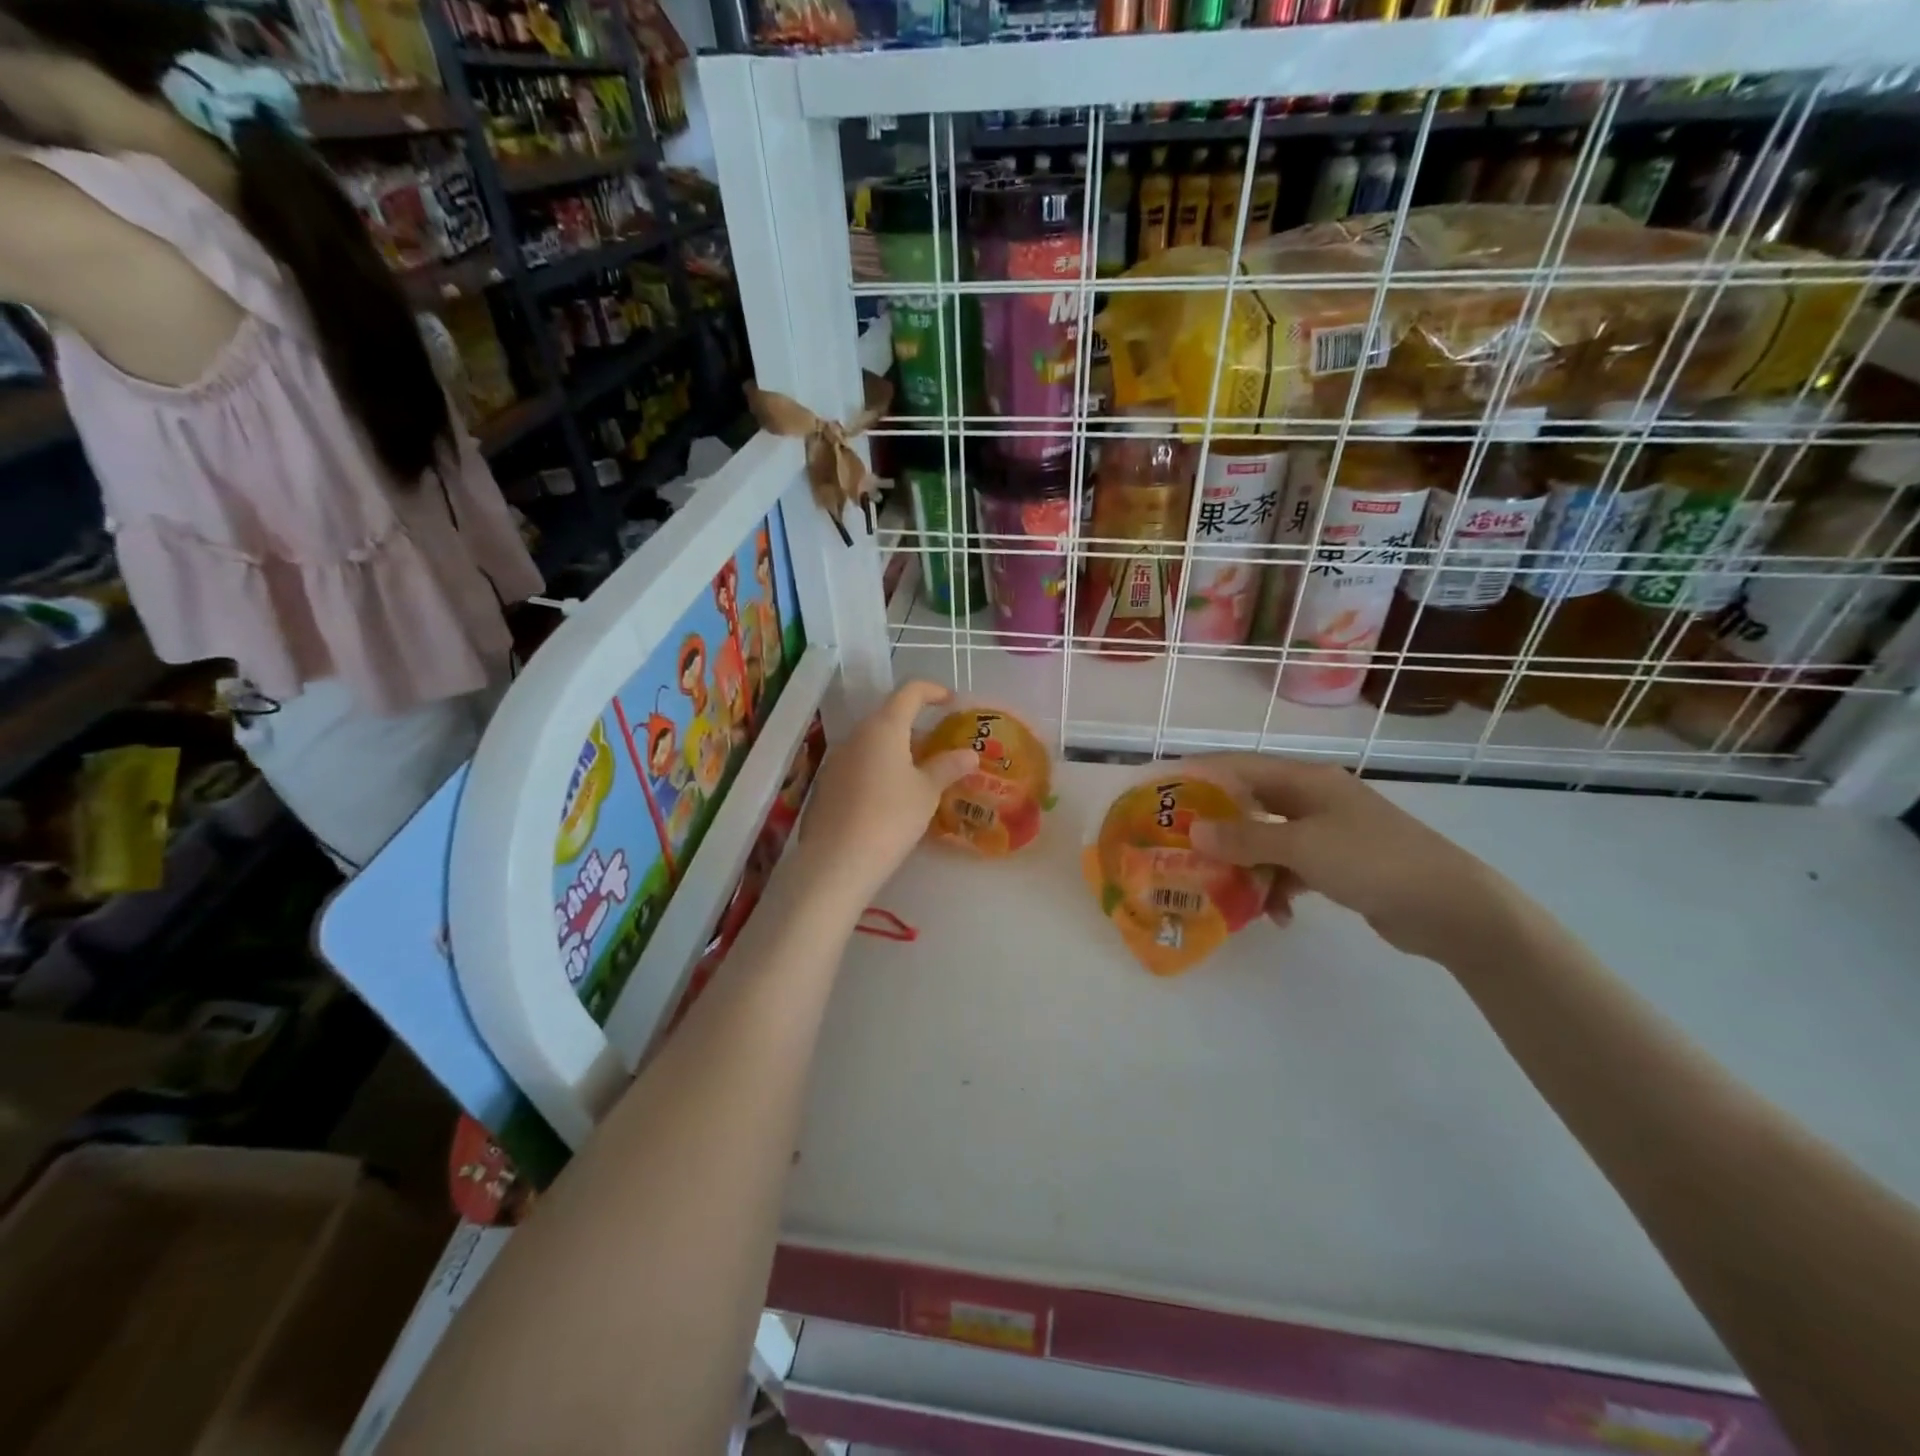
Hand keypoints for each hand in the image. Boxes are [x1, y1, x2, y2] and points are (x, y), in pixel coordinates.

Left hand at [793, 681, 975, 910]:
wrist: (837, 861)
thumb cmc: (891, 817)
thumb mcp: (926, 792)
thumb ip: (948, 767)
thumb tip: (969, 754)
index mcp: (884, 727)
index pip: (910, 692)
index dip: (933, 691)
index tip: (952, 701)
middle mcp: (857, 735)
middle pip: (890, 717)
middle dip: (918, 725)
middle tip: (943, 745)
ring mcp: (838, 759)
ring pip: (874, 742)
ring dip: (899, 748)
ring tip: (922, 772)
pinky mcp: (828, 783)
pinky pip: (861, 763)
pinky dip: (881, 767)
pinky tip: (894, 795)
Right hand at [1187, 753, 1516, 962]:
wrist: (1452, 908)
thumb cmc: (1373, 861)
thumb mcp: (1302, 847)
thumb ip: (1246, 838)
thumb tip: (1194, 831)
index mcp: (1307, 780)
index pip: (1240, 767)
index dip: (1200, 775)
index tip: (1164, 791)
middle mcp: (1314, 800)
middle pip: (1251, 806)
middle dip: (1218, 829)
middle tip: (1181, 847)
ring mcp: (1329, 833)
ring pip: (1269, 842)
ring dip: (1248, 867)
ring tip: (1225, 892)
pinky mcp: (1340, 866)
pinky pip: (1293, 870)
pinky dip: (1280, 889)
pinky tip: (1277, 916)